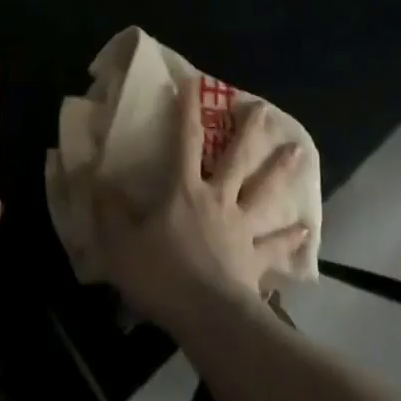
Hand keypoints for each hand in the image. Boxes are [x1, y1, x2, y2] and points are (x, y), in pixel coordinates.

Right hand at [93, 79, 310, 329]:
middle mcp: (218, 199)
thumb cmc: (162, 276)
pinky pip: (275, 246)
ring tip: (299, 151)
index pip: (185, 141)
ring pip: (263, 192)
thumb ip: (108, 212)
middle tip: (264, 108)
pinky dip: (290, 238)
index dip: (187, 111)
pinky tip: (306, 230)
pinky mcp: (255, 260)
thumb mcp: (120, 244)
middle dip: (248, 131)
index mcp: (185, 191)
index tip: (194, 83)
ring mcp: (240, 228)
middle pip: (236, 158)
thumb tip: (94, 178)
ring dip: (281, 171)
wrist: (207, 317)